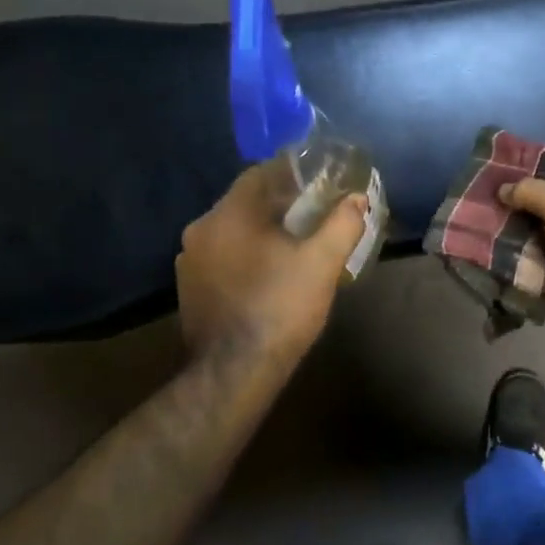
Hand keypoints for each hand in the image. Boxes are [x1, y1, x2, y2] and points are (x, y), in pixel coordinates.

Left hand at [176, 162, 367, 366]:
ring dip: (260, 231)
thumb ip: (342, 224)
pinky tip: (267, 273)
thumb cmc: (280, 307)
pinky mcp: (188, 288)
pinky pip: (221, 257)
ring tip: (292, 244)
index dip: (291, 173)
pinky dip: (243, 255)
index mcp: (229, 214)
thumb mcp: (322, 263)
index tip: (317, 180)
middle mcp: (201, 229)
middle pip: (245, 202)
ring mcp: (189, 261)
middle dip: (279, 204)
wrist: (234, 370)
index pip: (259, 173)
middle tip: (312, 213)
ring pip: (231, 231)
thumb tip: (357, 199)